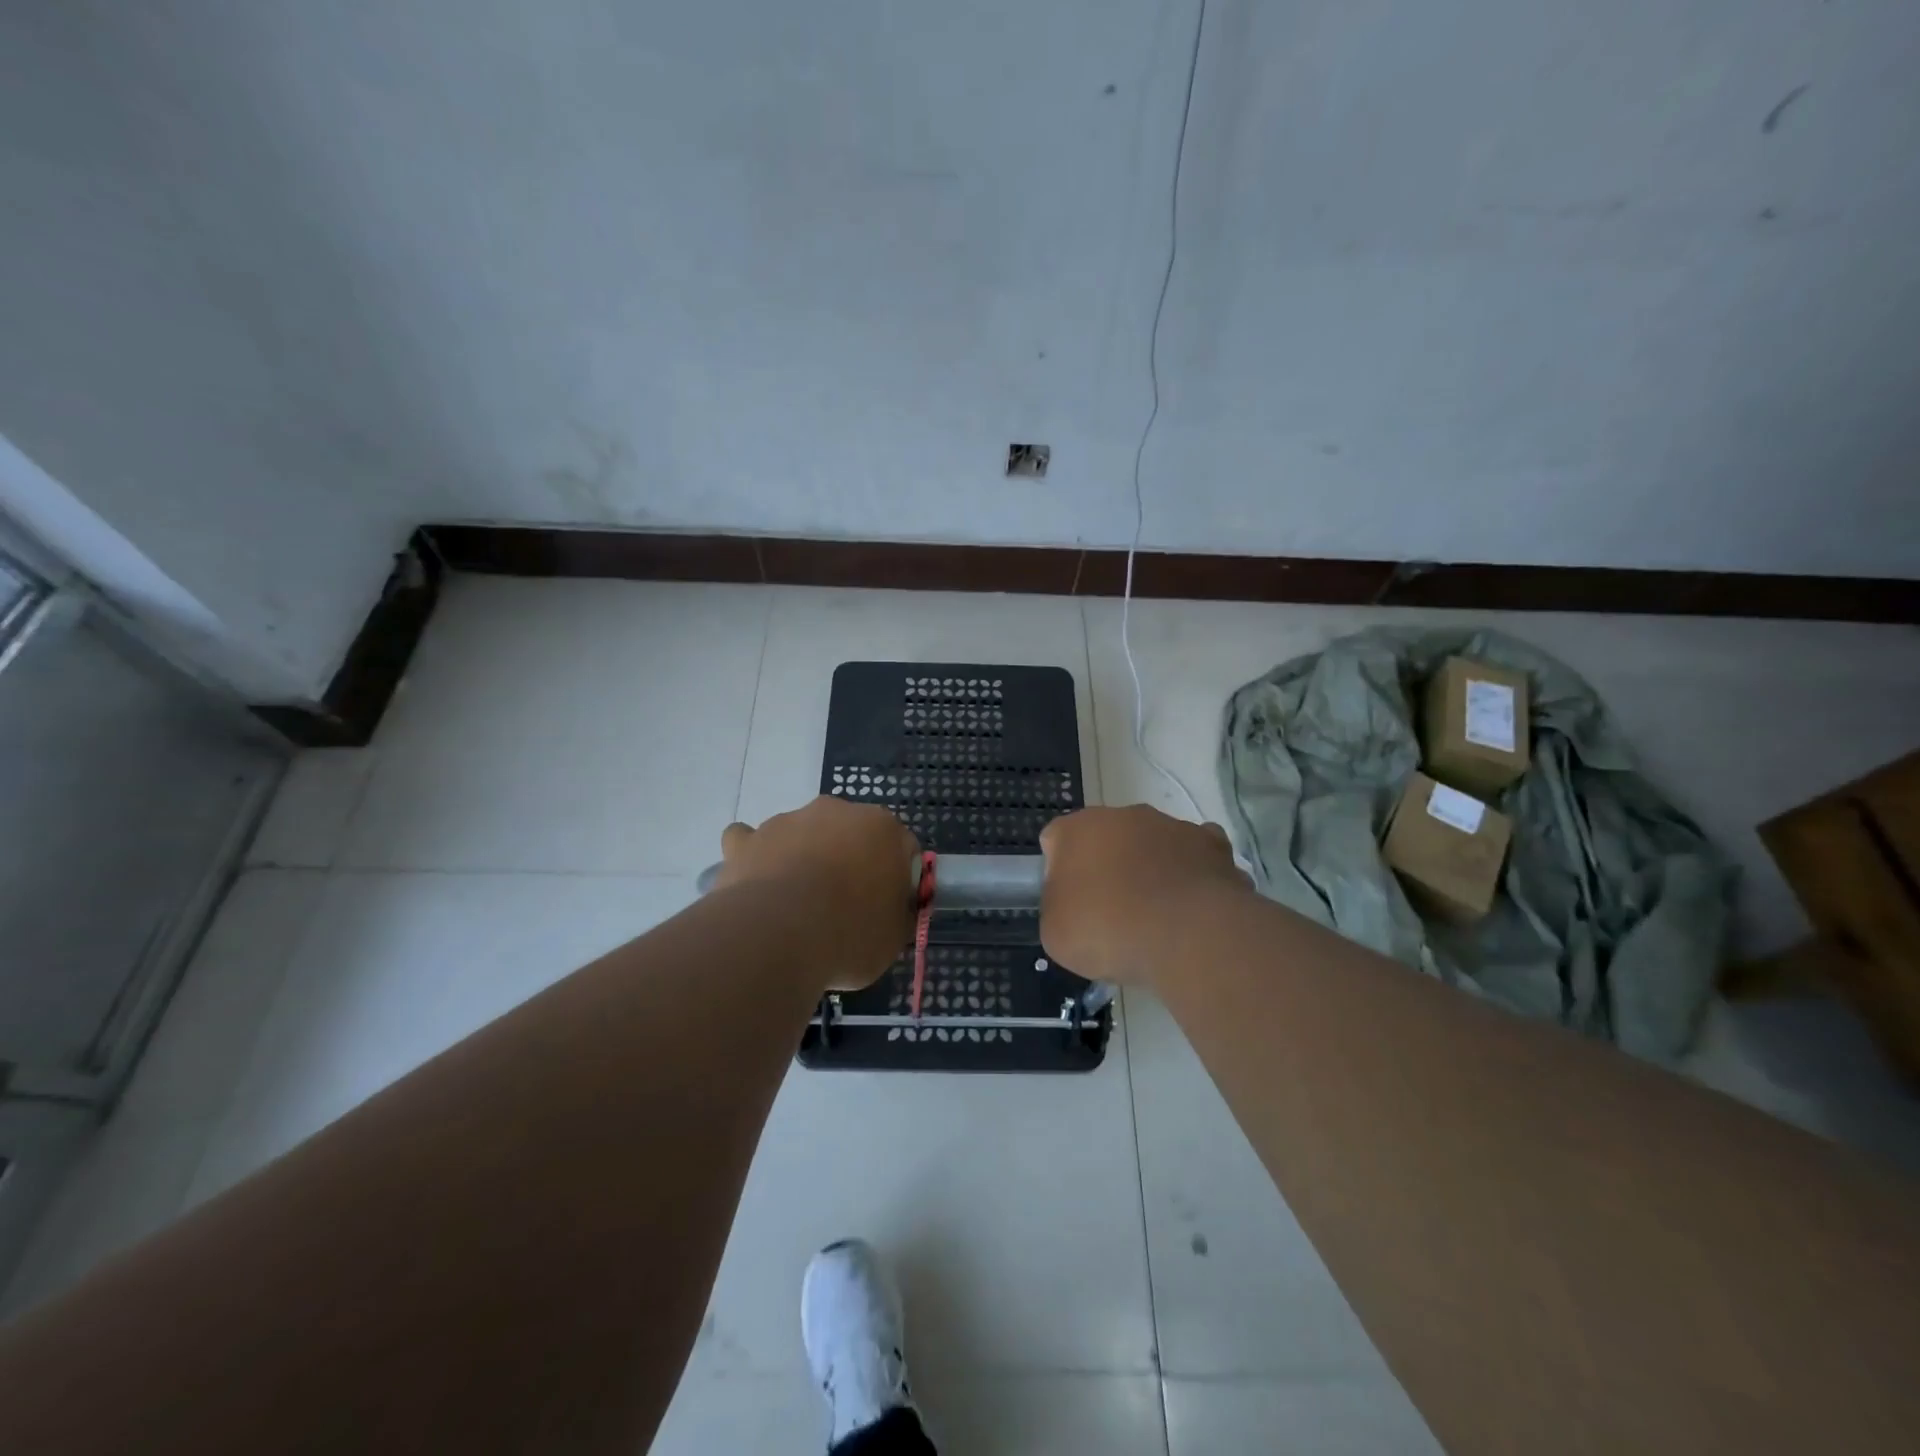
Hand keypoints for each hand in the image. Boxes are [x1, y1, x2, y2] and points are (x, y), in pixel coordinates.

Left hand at [714, 796, 919, 990]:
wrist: (778, 935)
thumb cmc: (850, 933)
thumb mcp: (893, 937)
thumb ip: (897, 915)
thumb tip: (892, 912)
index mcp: (883, 828)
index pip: (901, 848)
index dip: (895, 880)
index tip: (886, 909)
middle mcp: (837, 811)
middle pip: (850, 834)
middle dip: (849, 861)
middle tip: (845, 907)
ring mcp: (788, 820)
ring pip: (802, 834)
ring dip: (803, 858)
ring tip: (796, 905)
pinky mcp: (748, 839)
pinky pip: (750, 841)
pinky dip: (755, 857)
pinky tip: (757, 882)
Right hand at [1039, 806, 1249, 986]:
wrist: (1187, 935)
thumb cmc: (1108, 930)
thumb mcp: (1055, 933)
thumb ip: (1056, 908)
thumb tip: (1071, 905)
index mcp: (1077, 829)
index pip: (1055, 840)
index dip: (1058, 873)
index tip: (1069, 906)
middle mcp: (1122, 815)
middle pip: (1106, 838)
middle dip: (1107, 867)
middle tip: (1110, 913)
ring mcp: (1171, 825)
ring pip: (1151, 844)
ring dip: (1149, 869)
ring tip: (1156, 916)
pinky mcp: (1213, 844)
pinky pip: (1194, 856)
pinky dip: (1191, 875)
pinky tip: (1191, 907)